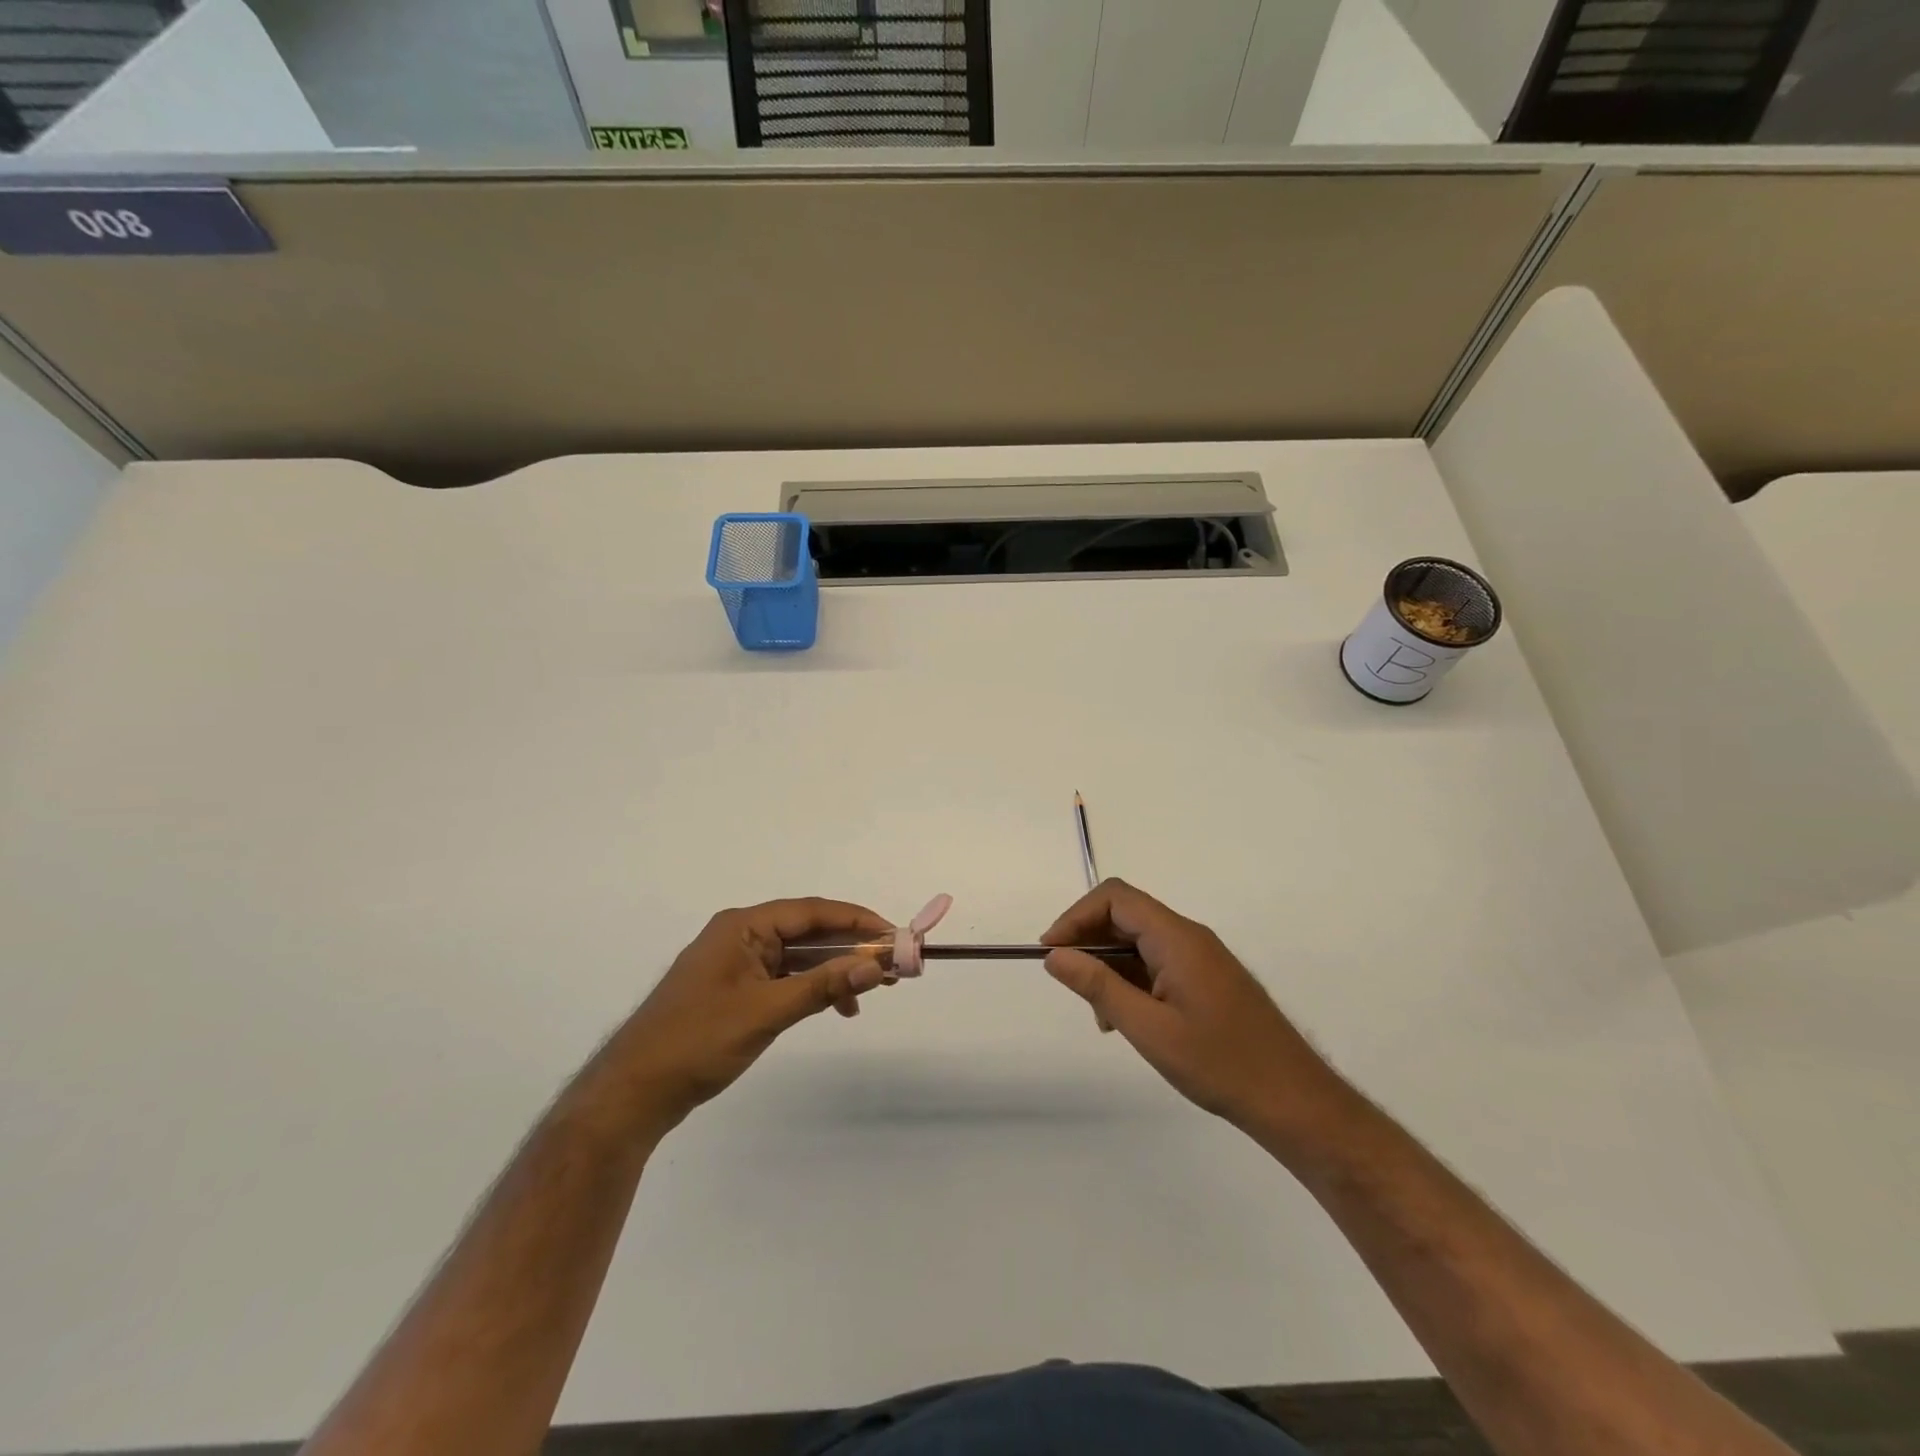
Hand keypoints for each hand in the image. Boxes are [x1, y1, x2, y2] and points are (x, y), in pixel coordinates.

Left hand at [594, 898, 892, 1132]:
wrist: (633, 1093)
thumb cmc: (698, 1041)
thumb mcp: (766, 1012)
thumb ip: (822, 986)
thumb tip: (874, 964)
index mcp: (743, 926)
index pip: (812, 911)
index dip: (857, 920)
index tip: (894, 935)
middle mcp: (742, 935)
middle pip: (808, 931)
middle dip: (850, 946)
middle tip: (891, 965)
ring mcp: (737, 963)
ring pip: (799, 956)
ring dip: (835, 969)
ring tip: (871, 989)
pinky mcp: (735, 989)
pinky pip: (785, 977)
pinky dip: (813, 988)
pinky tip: (837, 1007)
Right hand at [1041, 880, 1352, 1141]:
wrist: (1294, 1100)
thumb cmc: (1220, 1064)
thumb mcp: (1149, 1029)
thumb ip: (1099, 986)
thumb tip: (1055, 955)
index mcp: (1177, 938)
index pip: (1115, 898)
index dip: (1076, 916)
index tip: (1052, 953)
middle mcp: (1190, 937)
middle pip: (1126, 915)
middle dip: (1090, 942)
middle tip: (1070, 983)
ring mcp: (1202, 957)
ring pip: (1140, 942)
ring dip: (1110, 966)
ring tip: (1103, 1016)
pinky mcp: (1208, 978)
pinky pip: (1159, 962)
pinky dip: (1133, 980)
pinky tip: (1130, 1020)